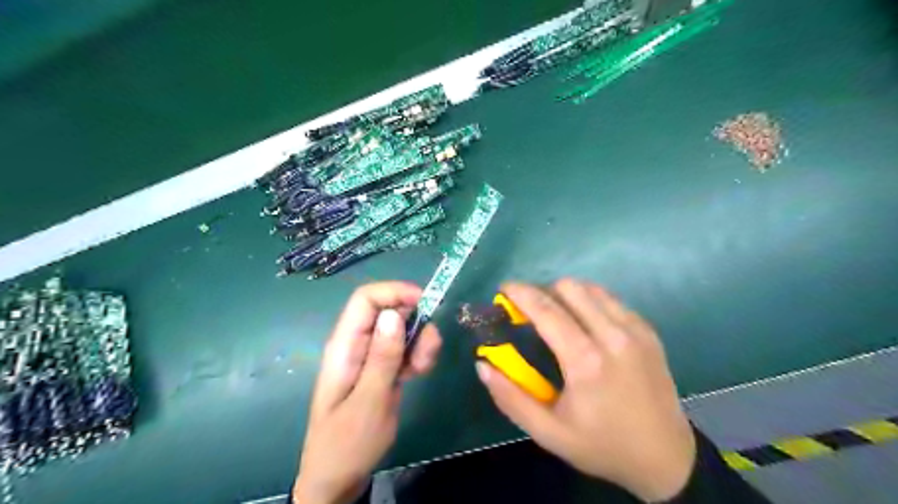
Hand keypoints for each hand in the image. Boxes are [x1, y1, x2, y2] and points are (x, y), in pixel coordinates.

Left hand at [296, 284, 441, 502]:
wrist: (340, 477)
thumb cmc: (347, 443)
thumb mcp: (368, 402)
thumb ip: (382, 358)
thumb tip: (393, 314)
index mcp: (345, 346)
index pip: (366, 299)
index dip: (394, 292)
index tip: (425, 302)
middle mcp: (358, 344)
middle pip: (389, 311)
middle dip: (415, 321)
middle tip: (428, 350)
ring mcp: (372, 356)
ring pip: (402, 329)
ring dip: (420, 341)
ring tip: (423, 368)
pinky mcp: (384, 368)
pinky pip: (406, 348)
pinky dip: (419, 354)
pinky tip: (420, 372)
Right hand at [477, 282, 692, 501]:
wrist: (666, 458)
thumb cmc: (602, 445)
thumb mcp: (548, 433)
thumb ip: (510, 398)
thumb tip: (483, 365)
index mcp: (586, 361)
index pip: (547, 309)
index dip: (521, 293)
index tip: (504, 288)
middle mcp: (613, 336)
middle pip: (569, 288)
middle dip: (542, 291)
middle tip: (529, 310)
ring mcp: (635, 330)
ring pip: (591, 288)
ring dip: (566, 294)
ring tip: (555, 314)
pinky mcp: (648, 331)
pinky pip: (611, 300)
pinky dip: (590, 301)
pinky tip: (584, 323)